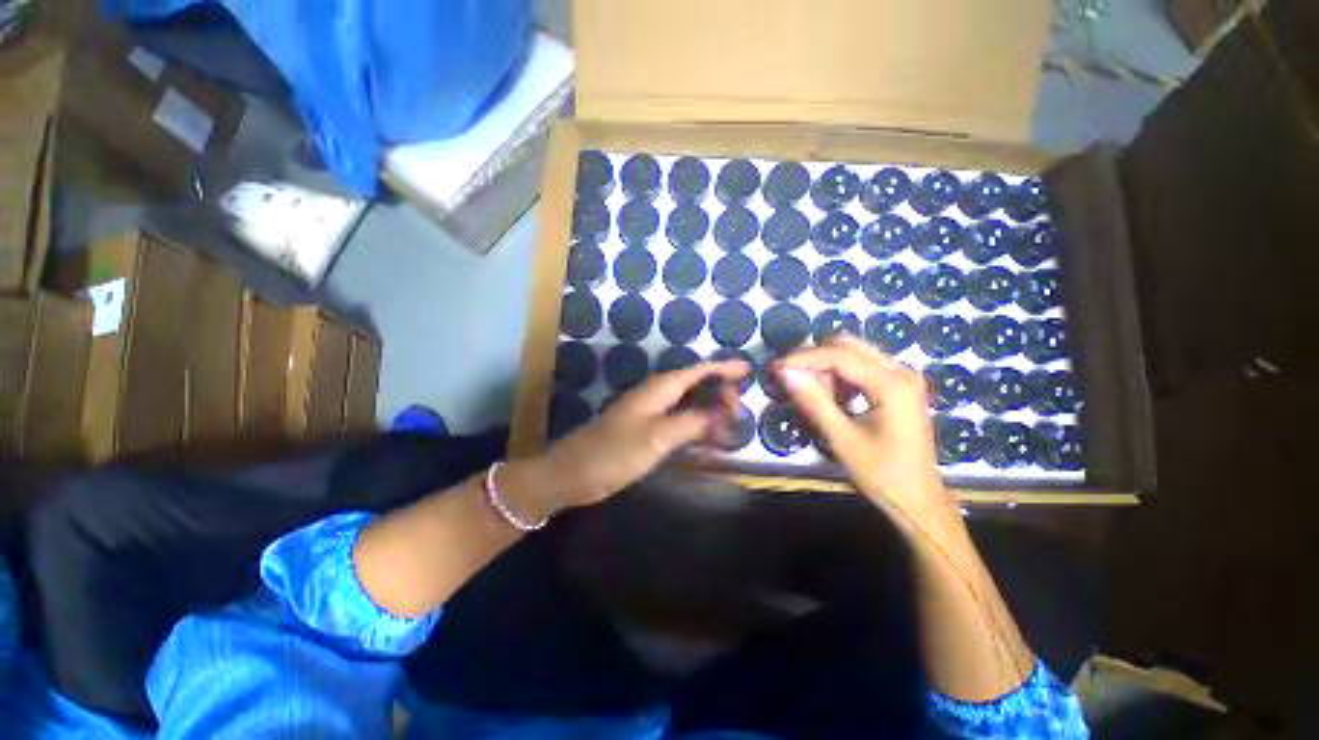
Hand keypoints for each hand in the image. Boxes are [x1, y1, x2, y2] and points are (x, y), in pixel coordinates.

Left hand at [537, 360, 750, 510]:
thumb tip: (719, 413)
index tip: (747, 370)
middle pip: (693, 384)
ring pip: (686, 402)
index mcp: (658, 390)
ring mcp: (648, 412)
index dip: (722, 368)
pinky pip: (677, 420)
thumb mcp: (657, 437)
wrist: (572, 473)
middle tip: (739, 411)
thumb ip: (691, 422)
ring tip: (730, 422)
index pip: (697, 371)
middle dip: (719, 391)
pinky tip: (705, 436)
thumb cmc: (613, 453)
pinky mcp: (644, 429)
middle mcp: (654, 395)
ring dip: (709, 408)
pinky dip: (695, 424)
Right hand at [775, 335, 959, 531]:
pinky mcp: (899, 385)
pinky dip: (840, 375)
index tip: (776, 367)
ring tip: (813, 394)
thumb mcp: (842, 439)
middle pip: (848, 345)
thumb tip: (785, 372)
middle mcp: (901, 371)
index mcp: (892, 385)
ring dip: (827, 367)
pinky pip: (862, 366)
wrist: (919, 501)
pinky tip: (832, 397)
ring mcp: (902, 376)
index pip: (839, 355)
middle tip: (792, 379)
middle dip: (815, 358)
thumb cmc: (882, 475)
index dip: (803, 358)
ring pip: (854, 353)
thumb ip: (813, 401)